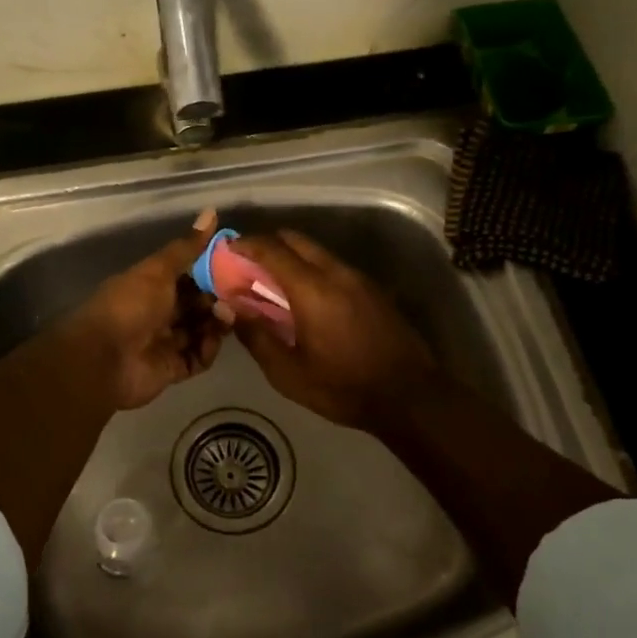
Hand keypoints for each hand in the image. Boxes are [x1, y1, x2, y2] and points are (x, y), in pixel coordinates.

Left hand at [63, 209, 229, 410]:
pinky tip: (212, 340)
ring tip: (228, 316)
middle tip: (237, 295)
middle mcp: (160, 312)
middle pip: (198, 304)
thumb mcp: (159, 271)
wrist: (105, 359)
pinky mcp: (173, 368)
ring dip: (217, 323)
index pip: (188, 276)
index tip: (236, 266)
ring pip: (202, 330)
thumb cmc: (130, 306)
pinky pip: (199, 357)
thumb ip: (187, 248)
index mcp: (152, 286)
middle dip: (218, 299)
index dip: (211, 272)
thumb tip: (211, 211)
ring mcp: (167, 341)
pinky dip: (208, 349)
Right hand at [227, 230, 437, 429]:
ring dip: (291, 258)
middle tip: (247, 266)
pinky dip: (311, 270)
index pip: (272, 249)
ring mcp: (359, 278)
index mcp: (312, 289)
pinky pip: (333, 267)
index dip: (246, 244)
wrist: (410, 396)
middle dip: (268, 245)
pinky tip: (305, 299)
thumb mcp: (289, 373)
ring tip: (273, 284)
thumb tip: (230, 307)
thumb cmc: (343, 388)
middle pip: (296, 240)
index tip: (226, 250)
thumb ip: (257, 336)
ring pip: (317, 252)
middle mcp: (336, 273)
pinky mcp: (372, 289)